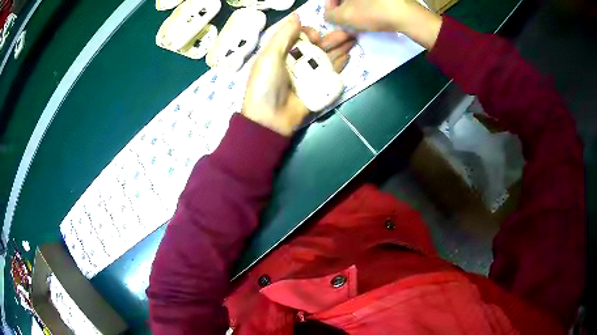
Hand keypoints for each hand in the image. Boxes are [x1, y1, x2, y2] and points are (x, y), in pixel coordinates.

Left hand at [242, 14, 354, 135]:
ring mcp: (308, 74)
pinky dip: (340, 63)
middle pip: (317, 45)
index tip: (314, 36)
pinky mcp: (318, 86)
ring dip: (340, 47)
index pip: (299, 36)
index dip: (309, 32)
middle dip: (332, 38)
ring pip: (327, 56)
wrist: (270, 119)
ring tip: (354, 39)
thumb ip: (283, 35)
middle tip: (348, 32)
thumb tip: (296, 15)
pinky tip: (349, 55)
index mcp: (281, 52)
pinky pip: (331, 72)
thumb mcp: (269, 56)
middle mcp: (296, 61)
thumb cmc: (266, 84)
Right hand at [324, 0, 442, 48]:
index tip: (334, 19)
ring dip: (354, 9)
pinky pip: (370, 2)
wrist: (406, 15)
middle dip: (343, 9)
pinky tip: (371, 16)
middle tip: (346, 22)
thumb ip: (329, 15)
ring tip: (359, 21)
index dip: (330, 8)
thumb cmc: (372, 12)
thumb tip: (330, 15)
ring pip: (357, 0)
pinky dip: (367, 7)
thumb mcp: (344, 16)